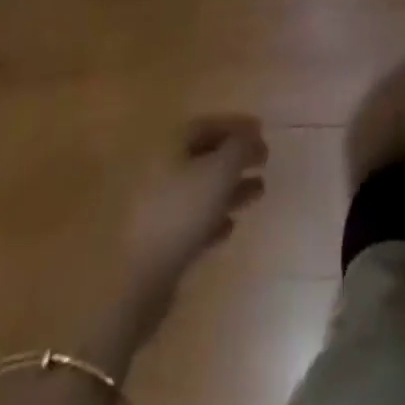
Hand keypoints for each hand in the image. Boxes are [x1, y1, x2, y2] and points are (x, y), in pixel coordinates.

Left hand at [121, 115, 267, 295]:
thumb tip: (253, 132)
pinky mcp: (158, 238)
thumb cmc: (183, 211)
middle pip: (204, 155)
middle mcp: (159, 168)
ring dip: (230, 187)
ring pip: (200, 188)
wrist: (140, 279)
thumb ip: (241, 146)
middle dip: (236, 158)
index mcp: (169, 144)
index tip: (263, 132)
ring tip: (258, 192)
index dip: (237, 126)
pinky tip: (230, 225)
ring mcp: (156, 205)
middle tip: (264, 162)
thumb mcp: (220, 171)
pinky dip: (213, 217)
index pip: (208, 124)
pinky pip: (191, 218)